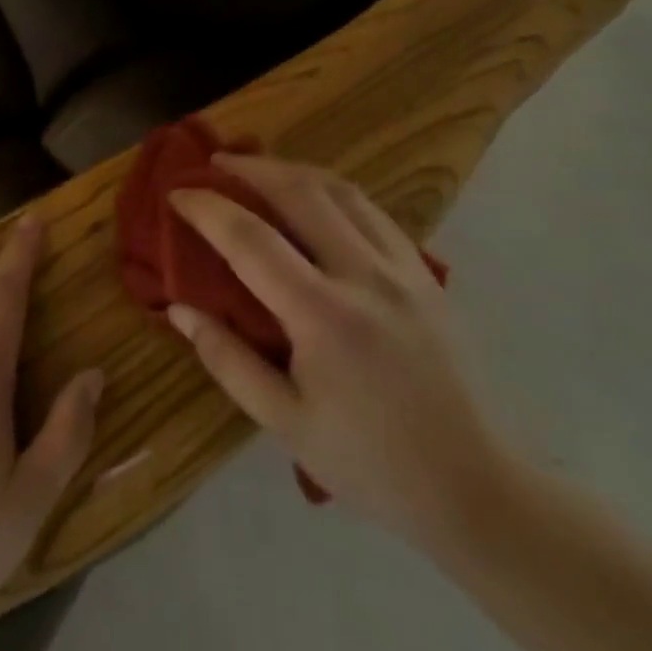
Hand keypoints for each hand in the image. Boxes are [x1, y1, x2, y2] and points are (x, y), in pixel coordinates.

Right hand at [166, 157, 506, 545]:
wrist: (474, 488)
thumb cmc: (369, 463)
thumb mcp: (284, 422)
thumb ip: (226, 358)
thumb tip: (178, 308)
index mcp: (323, 315)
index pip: (250, 238)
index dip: (207, 207)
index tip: (177, 192)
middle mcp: (364, 275)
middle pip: (299, 191)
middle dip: (251, 168)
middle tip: (215, 162)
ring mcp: (402, 268)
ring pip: (341, 190)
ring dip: (292, 170)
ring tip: (260, 169)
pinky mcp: (425, 273)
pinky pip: (371, 210)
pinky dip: (332, 191)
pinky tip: (315, 199)